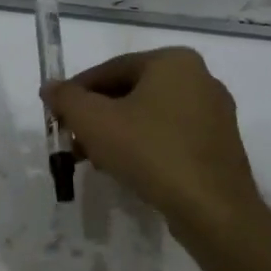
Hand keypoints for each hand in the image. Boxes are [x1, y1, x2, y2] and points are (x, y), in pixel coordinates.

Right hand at [43, 48, 263, 236]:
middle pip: (131, 92)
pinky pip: (171, 136)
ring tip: (93, 160)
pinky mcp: (219, 145)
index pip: (111, 69)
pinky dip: (144, 146)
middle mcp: (200, 78)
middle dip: (97, 116)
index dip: (77, 92)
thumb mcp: (94, 122)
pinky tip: (125, 169)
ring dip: (117, 134)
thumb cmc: (150, 152)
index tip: (57, 115)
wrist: (212, 209)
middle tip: (73, 140)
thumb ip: (67, 99)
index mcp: (173, 61)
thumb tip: (50, 88)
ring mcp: (214, 113)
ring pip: (150, 116)